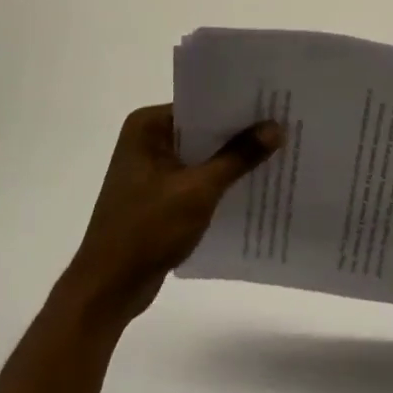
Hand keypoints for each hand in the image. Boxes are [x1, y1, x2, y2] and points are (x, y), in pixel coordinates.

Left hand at [64, 104, 282, 325]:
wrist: (107, 290)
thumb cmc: (146, 230)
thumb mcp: (198, 190)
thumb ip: (238, 156)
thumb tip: (276, 127)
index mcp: (147, 126)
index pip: (202, 103)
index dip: (238, 104)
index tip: (275, 102)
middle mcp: (147, 139)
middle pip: (203, 128)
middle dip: (240, 132)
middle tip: (285, 124)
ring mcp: (151, 169)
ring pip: (202, 154)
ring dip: (232, 158)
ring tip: (279, 151)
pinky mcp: (159, 195)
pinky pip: (197, 178)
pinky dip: (220, 181)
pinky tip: (254, 183)